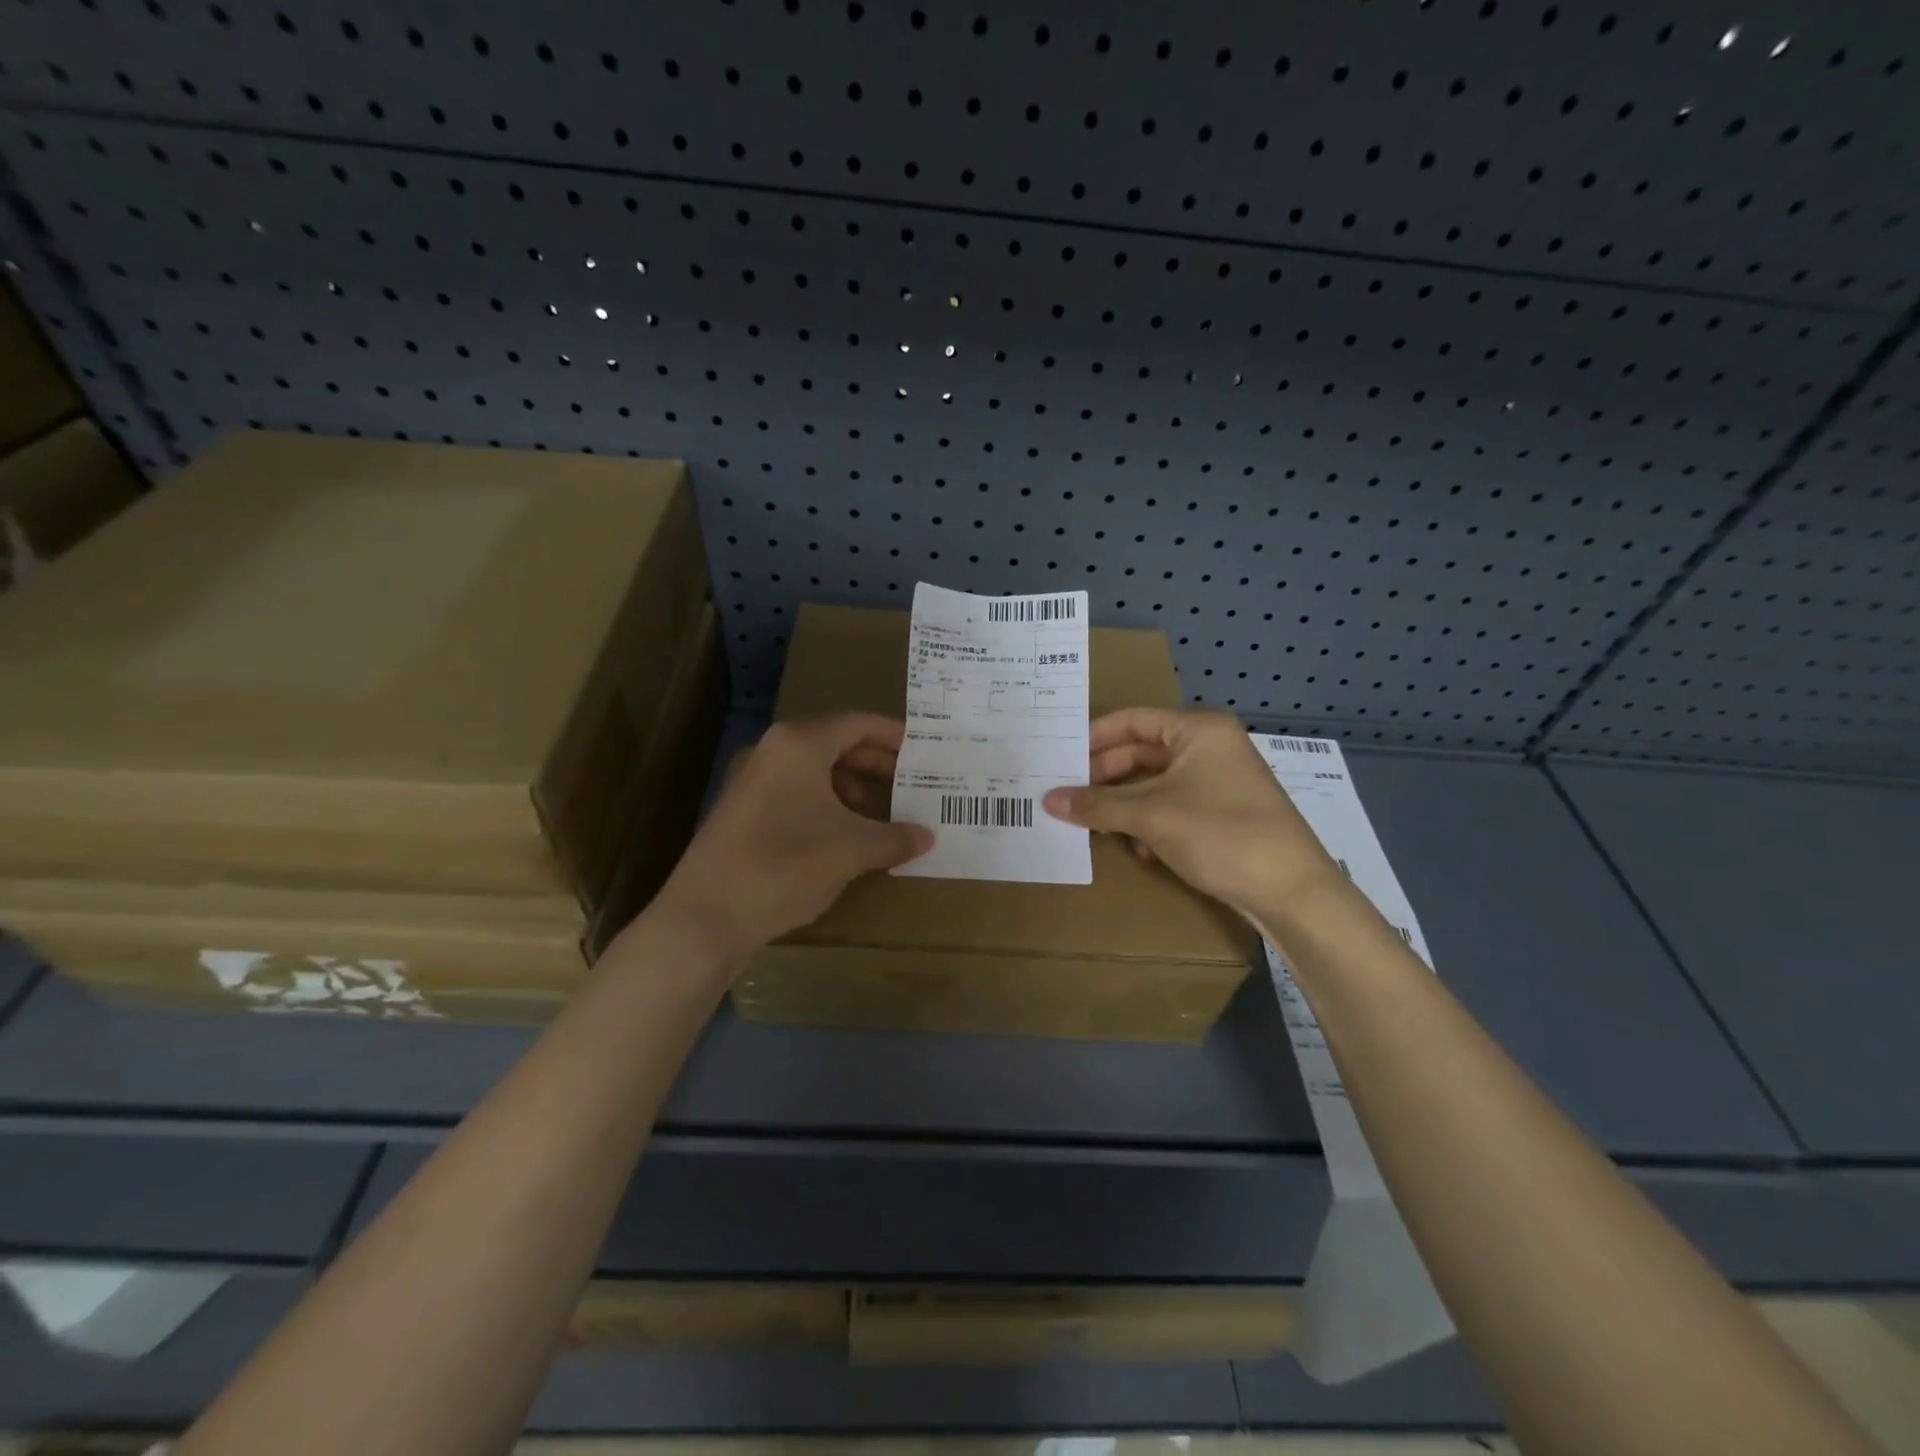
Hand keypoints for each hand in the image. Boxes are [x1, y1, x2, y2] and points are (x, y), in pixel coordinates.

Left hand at [646, 714, 932, 963]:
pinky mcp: (740, 811)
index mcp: (798, 744)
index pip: (857, 724)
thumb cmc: (785, 866)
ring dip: (848, 786)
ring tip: (874, 813)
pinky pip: (793, 792)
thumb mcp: (851, 851)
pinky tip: (837, 836)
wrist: (704, 916)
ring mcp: (750, 780)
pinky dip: (823, 804)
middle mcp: (771, 751)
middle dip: (873, 762)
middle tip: (907, 780)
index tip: (923, 750)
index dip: (893, 735)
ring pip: (812, 770)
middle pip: (834, 743)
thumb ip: (895, 838)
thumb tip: (927, 836)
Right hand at [1042, 708, 1339, 917]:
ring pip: (1156, 782)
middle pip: (1142, 752)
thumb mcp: (1151, 816)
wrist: (1292, 892)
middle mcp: (1210, 746)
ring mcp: (1220, 780)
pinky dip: (1150, 821)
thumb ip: (1097, 805)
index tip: (1059, 758)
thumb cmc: (1220, 834)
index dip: (1093, 738)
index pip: (1132, 720)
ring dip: (1125, 803)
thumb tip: (1048, 800)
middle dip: (1105, 777)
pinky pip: (1174, 805)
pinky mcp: (1224, 812)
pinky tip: (1139, 847)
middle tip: (1068, 796)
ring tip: (1094, 823)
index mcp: (1198, 729)